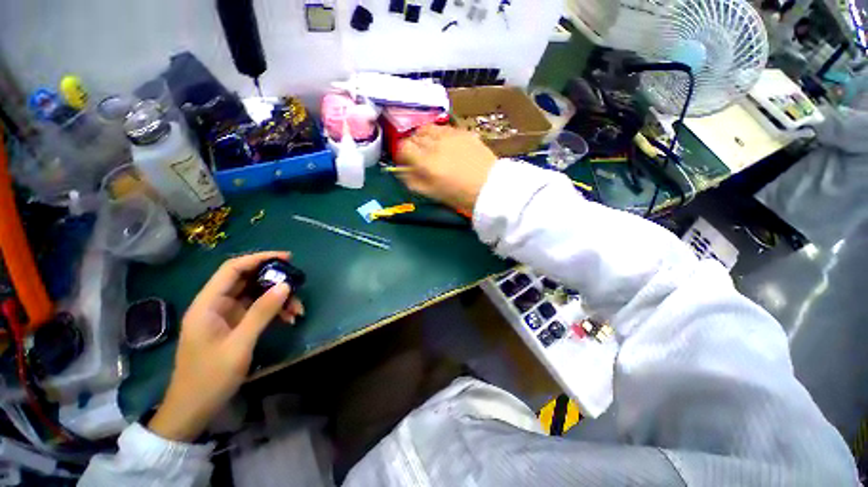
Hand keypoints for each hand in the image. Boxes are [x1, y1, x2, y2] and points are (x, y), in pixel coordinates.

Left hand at [148, 252, 303, 441]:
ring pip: (255, 295)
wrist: (192, 410)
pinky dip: (274, 311)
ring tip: (297, 310)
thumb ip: (261, 312)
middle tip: (298, 285)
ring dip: (278, 299)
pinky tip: (289, 319)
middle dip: (274, 281)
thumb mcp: (239, 344)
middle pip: (247, 280)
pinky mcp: (233, 326)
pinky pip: (257, 310)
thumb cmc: (210, 378)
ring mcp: (225, 316)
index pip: (232, 269)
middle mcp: (215, 305)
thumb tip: (285, 285)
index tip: (286, 258)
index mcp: (207, 304)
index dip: (259, 259)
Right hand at [395, 125, 497, 213]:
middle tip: (418, 157)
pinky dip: (438, 134)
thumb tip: (402, 171)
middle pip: (414, 136)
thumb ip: (413, 181)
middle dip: (412, 146)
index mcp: (426, 162)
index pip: (403, 147)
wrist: (490, 187)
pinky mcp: (462, 131)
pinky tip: (445, 145)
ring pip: (427, 128)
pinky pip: (443, 128)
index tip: (405, 162)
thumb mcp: (433, 193)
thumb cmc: (460, 196)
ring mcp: (450, 135)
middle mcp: (435, 144)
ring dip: (424, 137)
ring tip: (430, 148)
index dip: (401, 154)